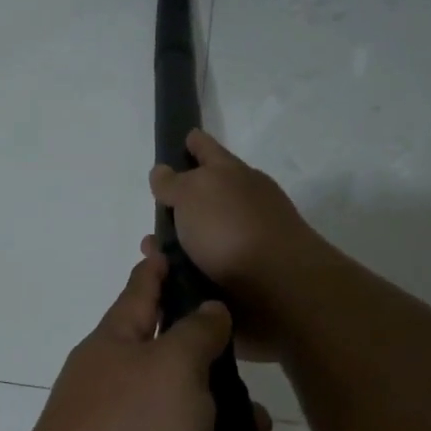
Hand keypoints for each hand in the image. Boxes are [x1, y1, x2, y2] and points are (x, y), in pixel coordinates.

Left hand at [13, 250, 293, 430]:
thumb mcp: (171, 368)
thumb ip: (195, 334)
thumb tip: (208, 308)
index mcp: (117, 346)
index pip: (141, 292)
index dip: (159, 269)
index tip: (169, 245)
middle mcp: (119, 388)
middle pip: (178, 369)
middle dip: (223, 386)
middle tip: (258, 405)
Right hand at [147, 130, 327, 359]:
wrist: (279, 292)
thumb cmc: (233, 230)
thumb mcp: (195, 192)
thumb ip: (174, 182)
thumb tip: (163, 172)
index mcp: (234, 177)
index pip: (209, 151)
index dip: (194, 144)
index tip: (185, 137)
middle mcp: (241, 207)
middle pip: (203, 200)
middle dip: (176, 207)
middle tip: (152, 215)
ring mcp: (243, 246)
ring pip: (198, 241)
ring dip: (173, 249)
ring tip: (151, 257)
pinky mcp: (240, 283)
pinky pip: (200, 275)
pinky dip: (182, 277)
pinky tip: (165, 282)